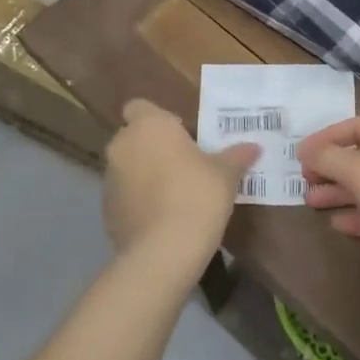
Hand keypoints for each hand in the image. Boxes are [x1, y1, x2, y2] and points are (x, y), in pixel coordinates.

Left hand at [103, 99, 258, 281]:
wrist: (164, 252)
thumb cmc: (197, 195)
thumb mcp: (226, 174)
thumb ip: (236, 156)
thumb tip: (253, 147)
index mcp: (149, 126)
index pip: (139, 107)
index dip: (158, 119)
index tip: (181, 135)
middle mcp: (122, 146)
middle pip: (134, 138)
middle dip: (153, 148)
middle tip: (184, 165)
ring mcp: (109, 179)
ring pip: (128, 168)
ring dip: (145, 176)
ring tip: (175, 196)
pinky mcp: (106, 211)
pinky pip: (124, 197)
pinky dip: (139, 202)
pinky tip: (163, 220)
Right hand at [295, 116, 359, 289]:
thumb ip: (329, 158)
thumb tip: (306, 150)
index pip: (354, 127)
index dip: (326, 138)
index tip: (299, 154)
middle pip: (359, 157)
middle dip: (330, 167)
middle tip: (303, 180)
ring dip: (338, 193)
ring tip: (310, 201)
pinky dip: (356, 216)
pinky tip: (336, 223)